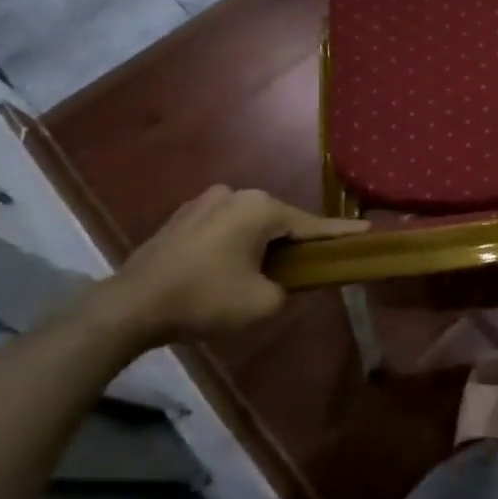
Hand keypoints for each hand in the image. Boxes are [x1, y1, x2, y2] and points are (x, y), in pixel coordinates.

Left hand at [100, 186, 366, 342]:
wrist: (130, 305)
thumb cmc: (204, 299)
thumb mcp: (264, 302)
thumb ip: (293, 288)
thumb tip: (292, 281)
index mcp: (261, 207)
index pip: (312, 224)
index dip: (341, 233)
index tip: (367, 230)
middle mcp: (236, 193)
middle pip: (280, 221)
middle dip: (295, 242)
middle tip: (310, 266)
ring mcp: (204, 200)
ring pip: (250, 222)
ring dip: (262, 243)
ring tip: (266, 271)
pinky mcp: (181, 216)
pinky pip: (224, 226)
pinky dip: (235, 242)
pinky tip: (230, 266)